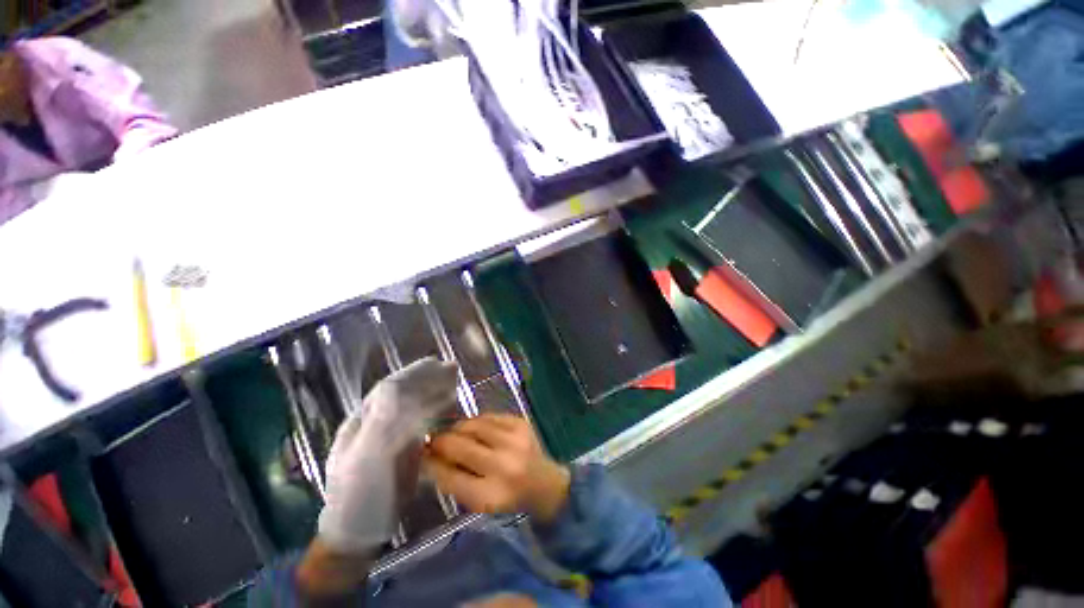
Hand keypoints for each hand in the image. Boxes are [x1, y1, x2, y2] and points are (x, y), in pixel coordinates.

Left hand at [317, 357, 458, 554]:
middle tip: (453, 369)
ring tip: (454, 383)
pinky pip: (423, 423)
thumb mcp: (364, 458)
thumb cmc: (359, 495)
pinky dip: (437, 411)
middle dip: (428, 379)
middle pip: (405, 393)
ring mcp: (391, 437)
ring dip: (435, 392)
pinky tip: (449, 408)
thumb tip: (399, 387)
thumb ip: (381, 421)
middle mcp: (377, 424)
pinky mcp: (404, 450)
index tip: (437, 362)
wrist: (359, 532)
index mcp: (363, 421)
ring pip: (416, 406)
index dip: (414, 373)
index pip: (390, 387)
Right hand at [424, 414, 570, 523]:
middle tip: (431, 440)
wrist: (544, 482)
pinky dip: (476, 422)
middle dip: (440, 441)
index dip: (432, 464)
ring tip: (452, 433)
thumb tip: (430, 458)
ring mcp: (514, 440)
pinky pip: (488, 416)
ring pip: (472, 426)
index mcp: (491, 495)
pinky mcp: (520, 423)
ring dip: (457, 429)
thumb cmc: (507, 496)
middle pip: (460, 447)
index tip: (422, 456)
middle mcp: (503, 465)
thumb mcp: (479, 501)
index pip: (451, 476)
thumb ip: (455, 482)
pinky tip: (473, 429)